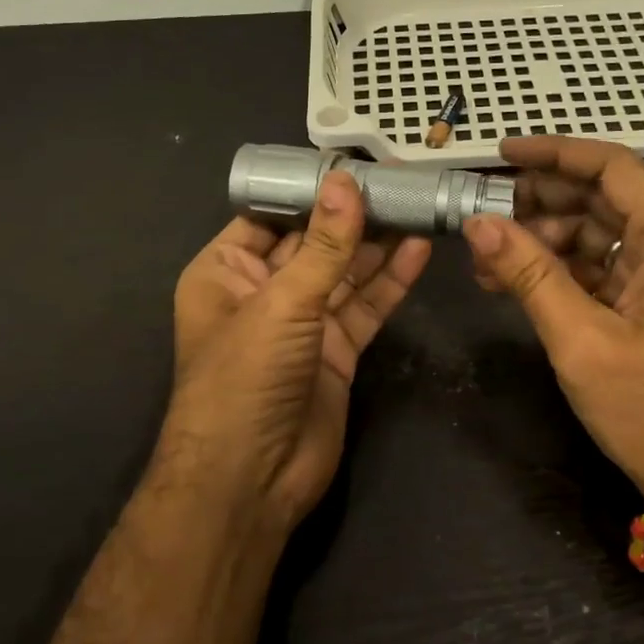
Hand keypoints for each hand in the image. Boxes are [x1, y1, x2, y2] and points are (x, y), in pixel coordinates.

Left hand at [163, 171, 431, 529]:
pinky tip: (418, 251)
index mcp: (225, 271)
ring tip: (417, 206)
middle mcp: (262, 291)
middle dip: (352, 215)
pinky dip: (389, 282)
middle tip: (399, 180)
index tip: (353, 163)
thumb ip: (323, 245)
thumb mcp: (282, 303)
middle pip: (314, 243)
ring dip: (377, 245)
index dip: (310, 190)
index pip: (270, 216)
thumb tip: (346, 182)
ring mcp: (302, 324)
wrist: (250, 480)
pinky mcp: (335, 351)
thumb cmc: (244, 378)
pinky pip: (364, 307)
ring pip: (344, 274)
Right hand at [462, 136, 643, 552]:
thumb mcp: (581, 340)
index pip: (612, 167)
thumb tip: (476, 223)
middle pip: (602, 197)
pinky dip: (560, 269)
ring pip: (597, 232)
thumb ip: (529, 274)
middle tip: (481, 216)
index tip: (500, 155)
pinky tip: (515, 283)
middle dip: (538, 202)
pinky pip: (602, 266)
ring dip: (542, 240)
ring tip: (487, 262)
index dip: (554, 154)